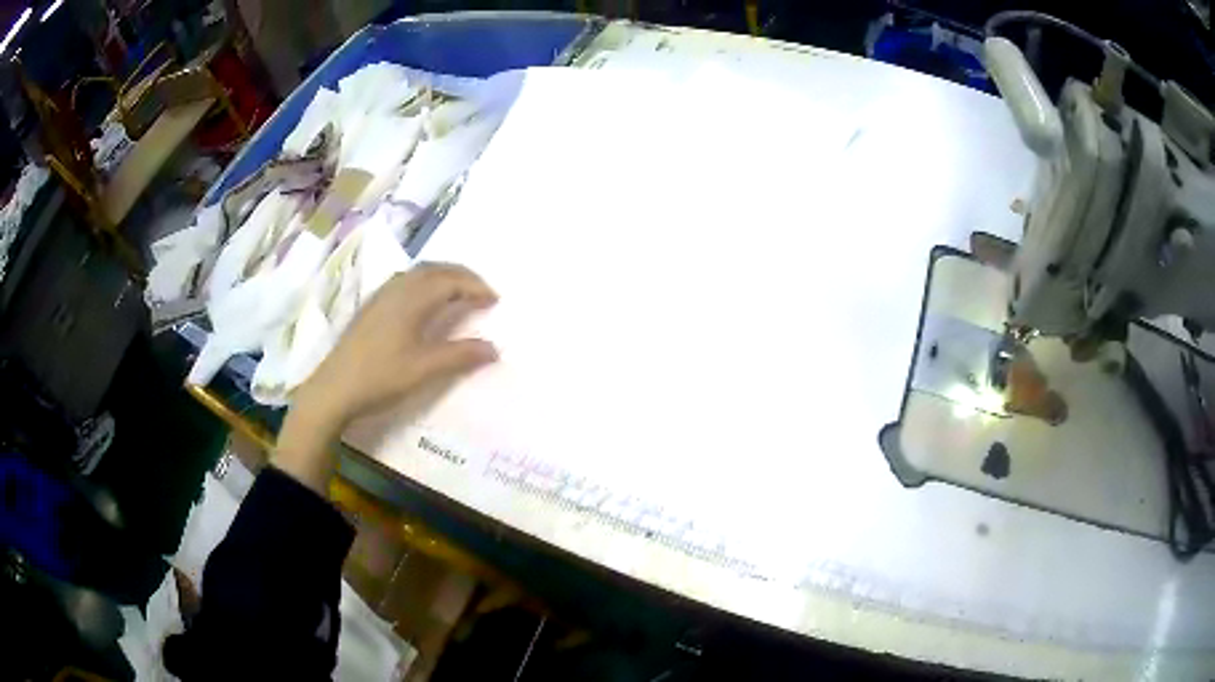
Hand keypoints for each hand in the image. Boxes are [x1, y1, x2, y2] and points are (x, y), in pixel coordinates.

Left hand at [274, 263, 497, 491]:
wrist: (334, 389)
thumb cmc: (380, 377)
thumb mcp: (424, 369)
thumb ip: (460, 355)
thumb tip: (494, 348)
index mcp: (412, 299)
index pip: (451, 281)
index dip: (476, 287)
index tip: (496, 300)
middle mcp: (397, 288)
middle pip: (435, 269)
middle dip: (462, 275)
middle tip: (482, 291)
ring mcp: (381, 296)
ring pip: (418, 273)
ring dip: (443, 276)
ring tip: (459, 292)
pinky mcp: (371, 307)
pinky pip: (406, 281)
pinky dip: (426, 282)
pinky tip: (425, 301)